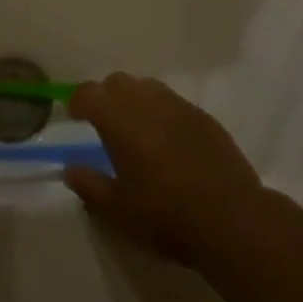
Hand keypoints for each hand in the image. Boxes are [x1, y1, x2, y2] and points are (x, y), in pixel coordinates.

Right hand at [63, 73, 264, 267]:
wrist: (231, 220)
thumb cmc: (166, 216)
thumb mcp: (118, 211)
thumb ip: (90, 185)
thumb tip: (71, 169)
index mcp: (120, 119)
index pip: (89, 93)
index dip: (77, 101)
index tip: (73, 115)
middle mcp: (147, 101)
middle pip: (118, 82)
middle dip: (106, 97)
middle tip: (104, 125)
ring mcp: (179, 105)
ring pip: (147, 87)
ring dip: (135, 101)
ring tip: (137, 132)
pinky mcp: (204, 116)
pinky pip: (173, 103)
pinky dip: (162, 113)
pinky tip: (168, 143)